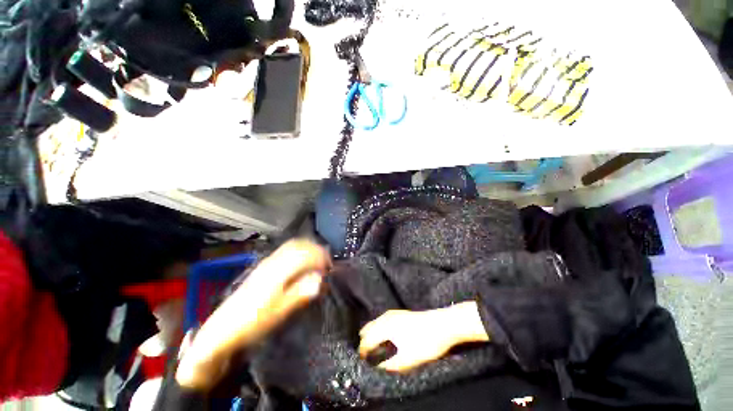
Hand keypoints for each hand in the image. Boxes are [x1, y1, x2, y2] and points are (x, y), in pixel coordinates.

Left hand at [176, 239, 330, 389]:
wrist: (223, 329)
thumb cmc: (254, 322)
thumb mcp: (279, 312)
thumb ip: (301, 293)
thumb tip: (320, 279)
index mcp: (278, 271)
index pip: (305, 253)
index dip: (321, 257)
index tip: (330, 268)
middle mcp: (273, 261)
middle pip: (299, 245)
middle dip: (316, 250)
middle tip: (326, 264)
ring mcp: (267, 262)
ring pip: (293, 245)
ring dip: (308, 249)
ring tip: (317, 262)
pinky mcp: (264, 266)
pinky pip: (286, 250)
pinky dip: (299, 251)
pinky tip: (302, 263)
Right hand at [358, 302, 489, 372]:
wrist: (443, 324)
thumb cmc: (425, 342)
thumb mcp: (408, 359)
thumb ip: (391, 366)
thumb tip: (378, 369)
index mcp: (385, 327)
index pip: (367, 340)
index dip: (363, 352)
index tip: (363, 363)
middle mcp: (386, 317)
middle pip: (368, 328)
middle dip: (365, 341)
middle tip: (368, 356)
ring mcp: (394, 313)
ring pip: (376, 323)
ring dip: (373, 335)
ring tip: (376, 349)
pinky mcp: (400, 313)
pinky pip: (383, 320)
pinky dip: (380, 329)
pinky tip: (387, 337)